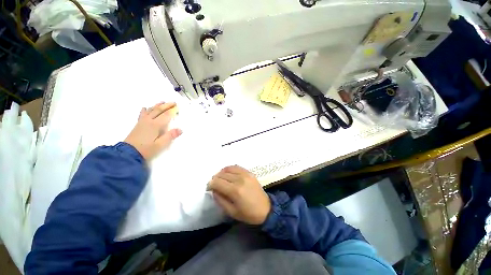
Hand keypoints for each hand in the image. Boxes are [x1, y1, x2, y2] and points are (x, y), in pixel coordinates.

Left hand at [124, 102, 181, 159]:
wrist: (128, 153)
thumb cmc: (146, 149)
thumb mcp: (160, 145)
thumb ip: (170, 136)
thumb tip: (180, 129)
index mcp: (155, 125)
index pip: (166, 115)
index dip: (172, 111)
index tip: (178, 107)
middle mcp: (149, 121)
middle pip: (158, 110)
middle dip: (166, 106)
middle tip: (173, 102)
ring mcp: (142, 122)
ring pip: (151, 111)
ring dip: (157, 105)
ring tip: (162, 102)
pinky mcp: (138, 125)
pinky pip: (143, 114)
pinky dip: (145, 110)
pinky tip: (146, 108)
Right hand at [208, 165, 270, 224]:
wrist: (266, 209)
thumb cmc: (248, 213)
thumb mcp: (231, 211)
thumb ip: (220, 199)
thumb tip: (213, 189)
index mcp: (235, 190)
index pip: (217, 182)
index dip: (210, 184)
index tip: (209, 188)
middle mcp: (239, 179)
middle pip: (222, 174)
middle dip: (215, 179)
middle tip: (214, 185)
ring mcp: (245, 174)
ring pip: (228, 168)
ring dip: (222, 173)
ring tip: (221, 179)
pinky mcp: (249, 172)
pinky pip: (236, 167)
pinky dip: (230, 169)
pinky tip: (228, 174)